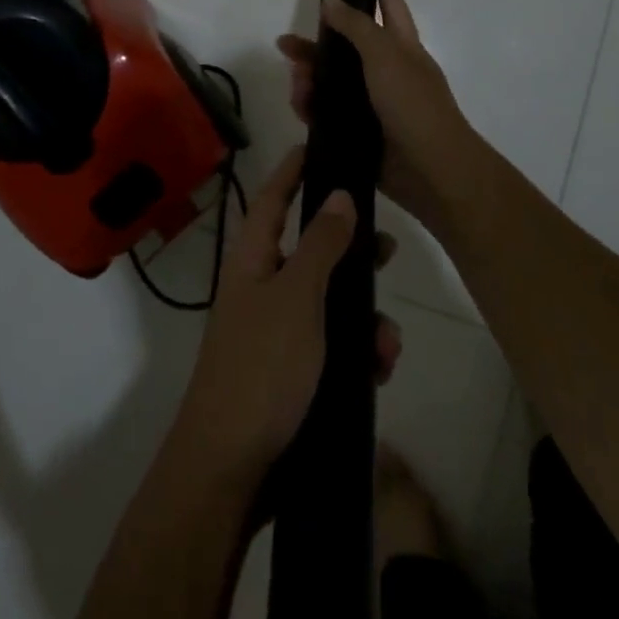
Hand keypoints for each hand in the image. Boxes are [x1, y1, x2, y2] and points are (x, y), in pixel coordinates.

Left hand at [169, 148, 402, 491]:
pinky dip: (357, 354)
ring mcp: (275, 335)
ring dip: (363, 316)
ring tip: (389, 342)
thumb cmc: (261, 369)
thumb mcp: (297, 298)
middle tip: (388, 246)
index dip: (291, 171)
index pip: (271, 200)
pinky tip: (379, 372)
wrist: (230, 472)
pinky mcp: (291, 376)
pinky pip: (331, 348)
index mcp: (252, 262)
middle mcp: (260, 290)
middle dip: (349, 250)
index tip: (315, 146)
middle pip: (308, 251)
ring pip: (328, 304)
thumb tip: (340, 195)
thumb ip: (321, 245)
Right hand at [277, 0, 485, 229]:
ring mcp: (374, 105)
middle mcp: (388, 73)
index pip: (392, 10)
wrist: (431, 170)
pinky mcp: (360, 133)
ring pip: (333, 83)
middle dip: (318, 45)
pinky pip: (329, 115)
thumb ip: (357, 26)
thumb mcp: (385, 55)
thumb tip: (331, 0)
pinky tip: (300, 108)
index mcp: (403, 48)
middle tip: (286, 44)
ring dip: (310, 79)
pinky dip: (312, 109)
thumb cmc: (413, 104)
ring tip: (296, 84)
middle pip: (348, 49)